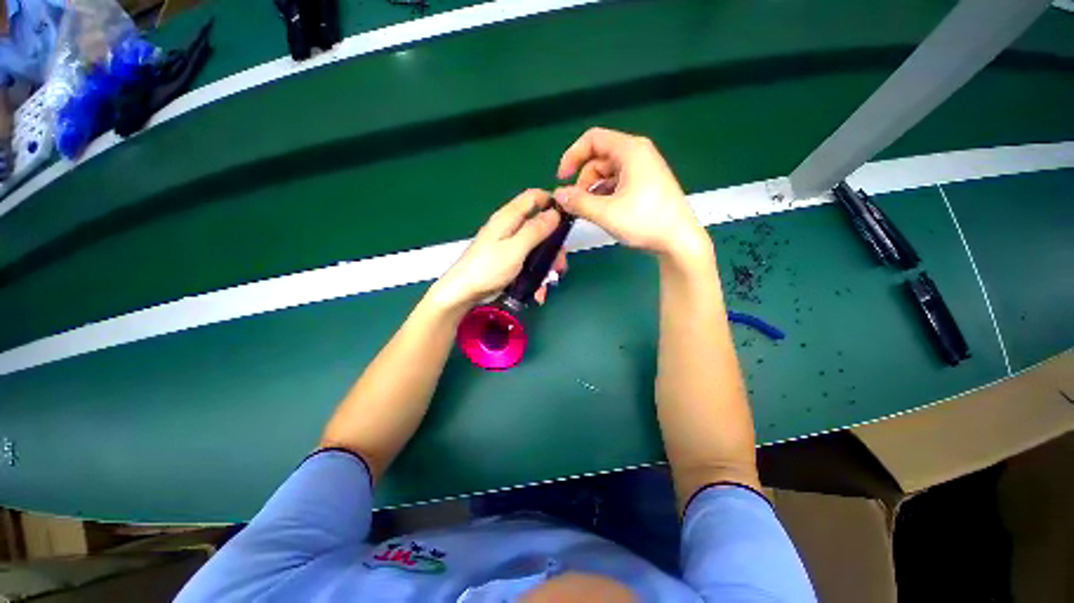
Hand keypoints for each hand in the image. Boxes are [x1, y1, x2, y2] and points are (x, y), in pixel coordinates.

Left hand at [430, 189, 566, 311]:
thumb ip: (535, 230)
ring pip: (536, 247)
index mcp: (509, 218)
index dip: (552, 202)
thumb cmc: (488, 269)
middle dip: (553, 245)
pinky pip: (528, 262)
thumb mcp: (515, 249)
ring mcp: (509, 245)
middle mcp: (509, 228)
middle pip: (539, 226)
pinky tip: (537, 292)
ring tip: (548, 283)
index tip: (568, 219)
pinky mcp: (508, 260)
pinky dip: (535, 275)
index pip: (533, 197)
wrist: (463, 292)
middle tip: (559, 264)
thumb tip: (555, 213)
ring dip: (545, 265)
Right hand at [554, 128, 709, 260]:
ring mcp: (644, 170)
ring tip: (589, 211)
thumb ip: (578, 202)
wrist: (679, 240)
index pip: (593, 139)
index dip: (573, 155)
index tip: (561, 179)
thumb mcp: (606, 213)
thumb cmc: (645, 221)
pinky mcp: (646, 185)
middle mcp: (638, 154)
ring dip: (593, 190)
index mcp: (630, 151)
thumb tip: (557, 195)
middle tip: (576, 204)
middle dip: (583, 179)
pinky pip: (618, 183)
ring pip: (608, 173)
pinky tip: (602, 212)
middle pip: (599, 158)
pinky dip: (605, 195)